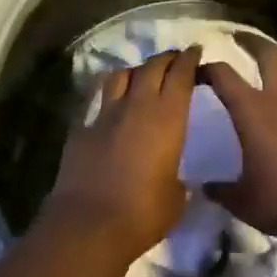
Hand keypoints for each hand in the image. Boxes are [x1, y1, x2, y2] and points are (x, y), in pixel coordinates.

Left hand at [43, 47, 201, 264]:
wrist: (89, 224)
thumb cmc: (143, 213)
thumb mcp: (176, 197)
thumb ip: (177, 177)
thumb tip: (173, 176)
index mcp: (168, 117)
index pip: (181, 75)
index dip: (189, 60)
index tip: (195, 51)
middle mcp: (138, 106)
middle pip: (152, 67)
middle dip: (166, 59)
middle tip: (174, 59)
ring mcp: (106, 114)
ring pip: (121, 75)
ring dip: (135, 71)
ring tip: (141, 76)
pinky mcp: (81, 128)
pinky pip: (96, 101)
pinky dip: (106, 98)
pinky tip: (109, 106)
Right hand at [201, 33, 276, 240]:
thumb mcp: (243, 199)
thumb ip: (221, 189)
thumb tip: (205, 186)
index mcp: (252, 109)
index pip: (223, 75)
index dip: (206, 69)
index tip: (196, 71)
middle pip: (268, 53)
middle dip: (251, 41)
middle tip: (237, 37)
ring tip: (269, 68)